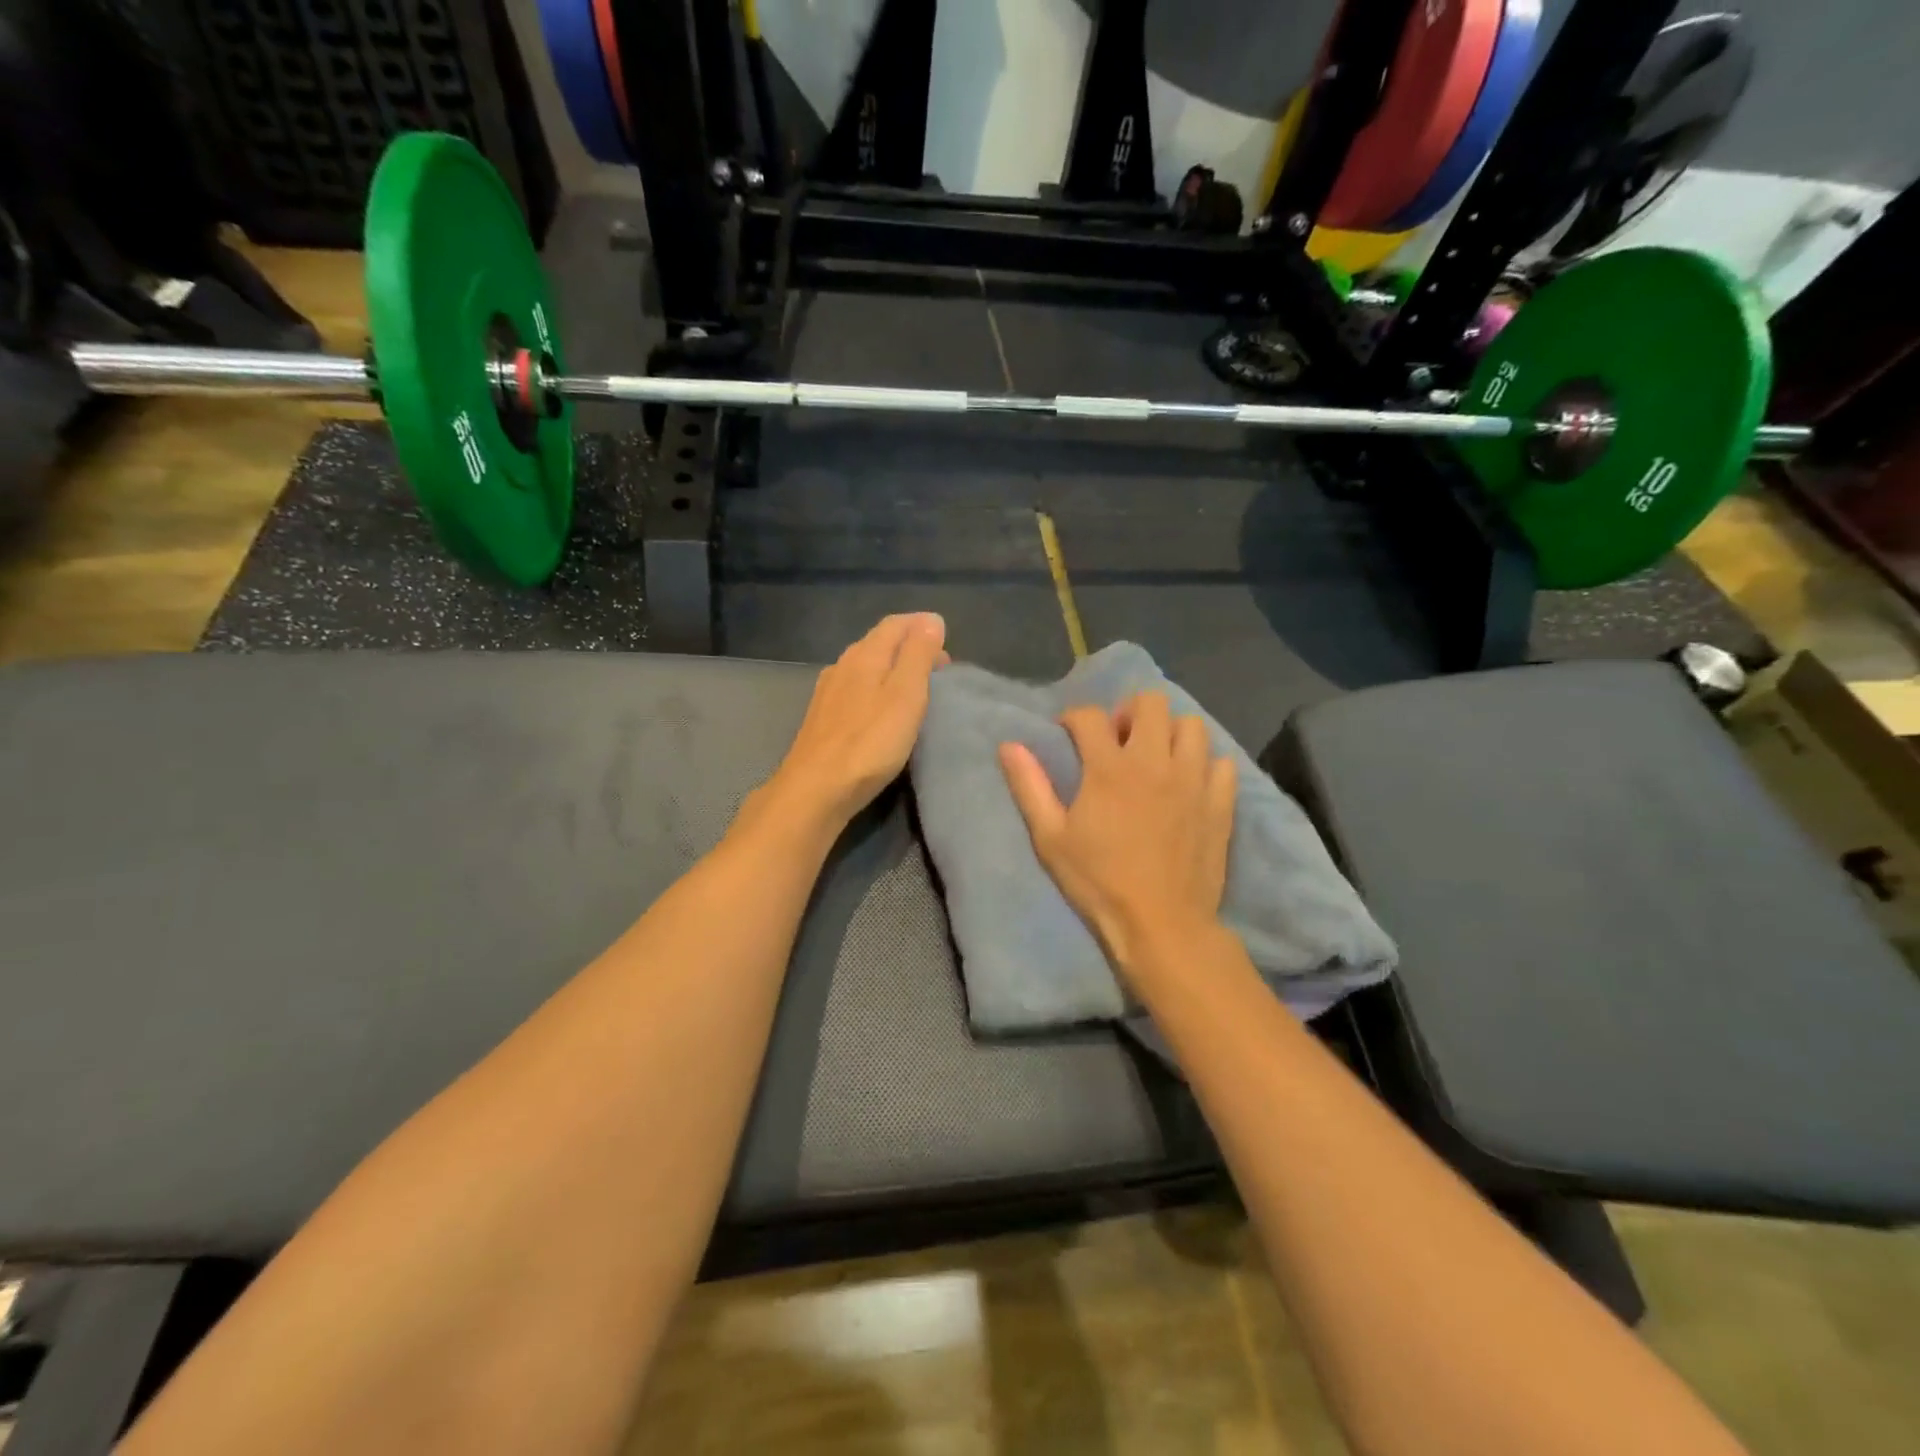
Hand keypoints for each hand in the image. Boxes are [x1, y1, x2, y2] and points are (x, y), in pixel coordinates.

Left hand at [754, 613, 948, 835]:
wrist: (816, 789)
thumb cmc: (869, 742)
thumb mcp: (905, 695)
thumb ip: (918, 655)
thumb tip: (931, 619)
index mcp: (864, 655)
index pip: (895, 624)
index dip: (922, 625)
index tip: (946, 637)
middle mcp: (843, 665)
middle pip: (879, 642)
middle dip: (911, 646)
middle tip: (941, 666)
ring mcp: (829, 692)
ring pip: (867, 666)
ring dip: (894, 668)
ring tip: (918, 686)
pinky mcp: (824, 718)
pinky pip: (857, 689)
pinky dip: (878, 687)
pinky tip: (884, 708)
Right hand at [1000, 692, 1236, 980]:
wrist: (1161, 924)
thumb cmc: (1099, 882)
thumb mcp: (1051, 838)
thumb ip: (1030, 786)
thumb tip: (1009, 745)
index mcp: (1109, 768)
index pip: (1090, 716)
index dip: (1074, 718)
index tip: (1069, 735)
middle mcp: (1155, 762)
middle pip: (1150, 703)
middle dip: (1129, 713)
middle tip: (1119, 742)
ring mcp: (1193, 780)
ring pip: (1191, 725)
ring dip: (1170, 733)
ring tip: (1157, 758)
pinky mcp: (1220, 803)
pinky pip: (1222, 762)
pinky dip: (1205, 764)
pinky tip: (1190, 784)